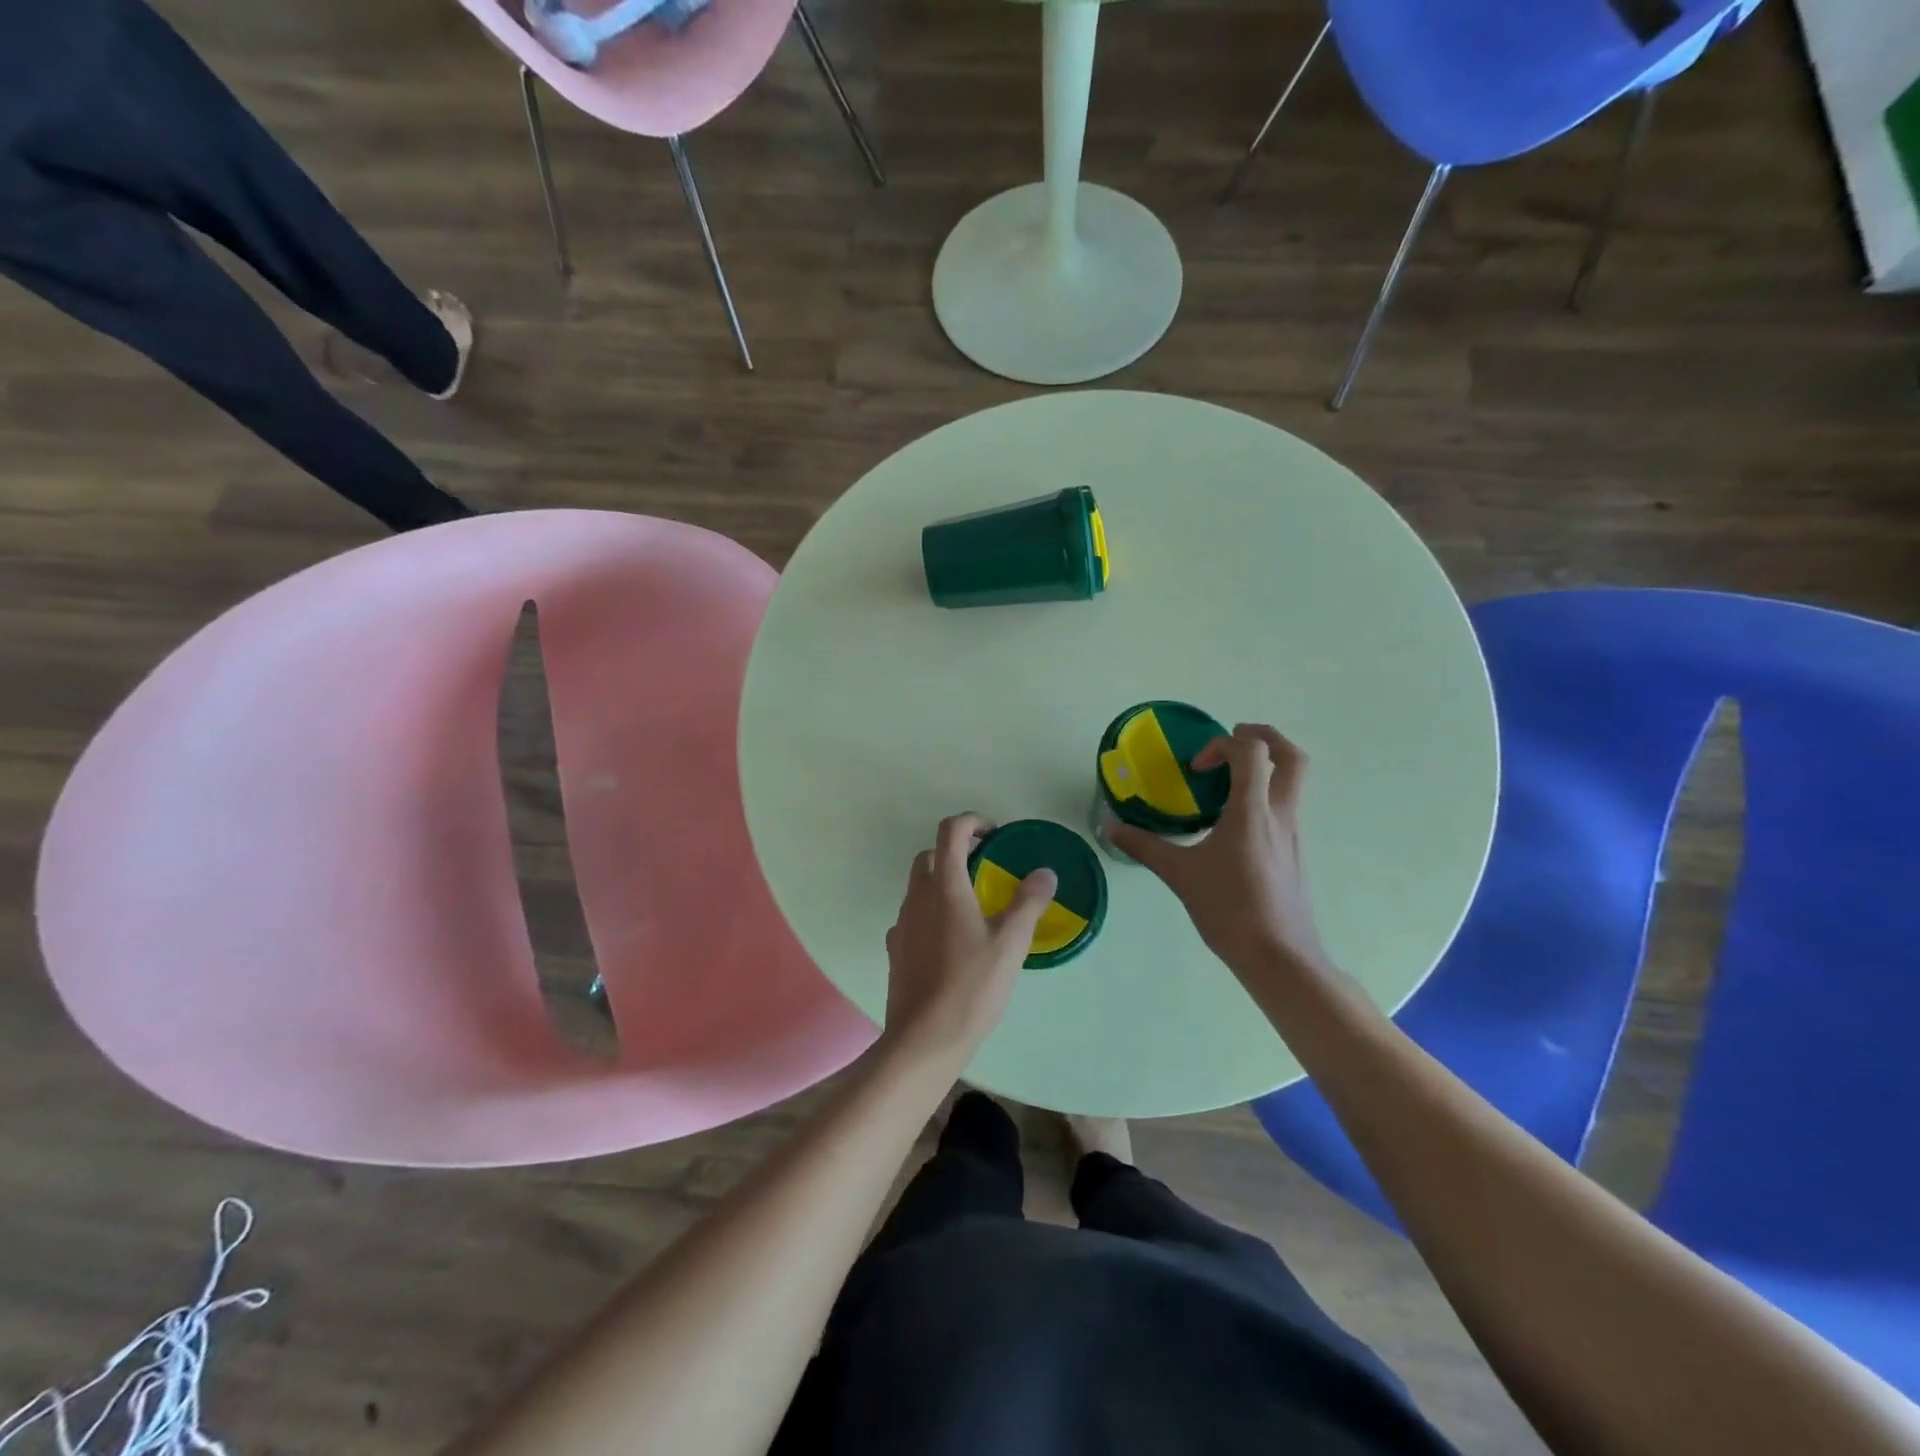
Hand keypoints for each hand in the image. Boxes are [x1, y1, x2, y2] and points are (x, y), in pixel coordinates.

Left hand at [881, 814, 1055, 1065]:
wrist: (924, 1038)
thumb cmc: (971, 986)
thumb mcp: (1011, 944)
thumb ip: (1028, 902)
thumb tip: (1045, 872)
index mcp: (945, 886)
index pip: (950, 831)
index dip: (972, 822)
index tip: (995, 834)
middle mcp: (917, 897)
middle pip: (930, 855)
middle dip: (956, 852)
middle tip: (987, 869)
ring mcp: (902, 923)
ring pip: (919, 886)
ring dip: (943, 881)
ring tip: (973, 907)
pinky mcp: (896, 949)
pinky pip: (913, 916)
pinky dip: (931, 912)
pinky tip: (951, 940)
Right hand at [1109, 724, 1332, 980]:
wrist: (1280, 957)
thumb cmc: (1230, 910)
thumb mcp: (1180, 875)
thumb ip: (1145, 846)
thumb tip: (1111, 827)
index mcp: (1252, 812)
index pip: (1252, 752)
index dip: (1222, 745)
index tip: (1197, 769)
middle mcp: (1280, 815)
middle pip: (1291, 756)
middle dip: (1264, 736)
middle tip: (1232, 739)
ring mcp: (1293, 834)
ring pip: (1292, 782)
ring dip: (1263, 768)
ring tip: (1225, 783)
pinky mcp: (1294, 853)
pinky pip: (1283, 807)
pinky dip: (1262, 797)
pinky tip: (1231, 825)